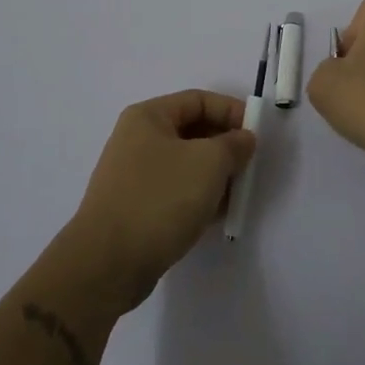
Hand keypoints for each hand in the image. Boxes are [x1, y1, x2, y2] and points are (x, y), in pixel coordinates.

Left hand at [68, 90, 256, 310]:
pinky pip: (175, 191)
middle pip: (192, 131)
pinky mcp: (135, 207)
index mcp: (149, 117)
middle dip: (225, 146)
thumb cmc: (160, 199)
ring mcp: (134, 175)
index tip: (257, 133)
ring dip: (215, 175)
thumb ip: (233, 145)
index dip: (231, 111)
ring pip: (186, 164)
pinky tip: (216, 215)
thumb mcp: (209, 163)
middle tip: (249, 166)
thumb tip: (243, 139)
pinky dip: (198, 197)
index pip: (199, 100)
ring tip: (236, 195)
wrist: (107, 264)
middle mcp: (137, 139)